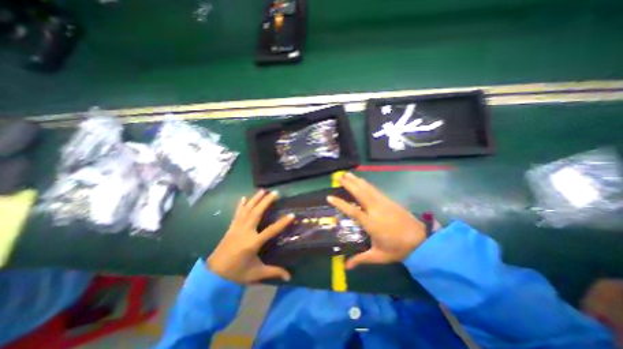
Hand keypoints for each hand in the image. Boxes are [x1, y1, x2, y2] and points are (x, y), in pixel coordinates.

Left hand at [207, 191, 294, 282]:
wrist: (212, 275)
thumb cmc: (236, 274)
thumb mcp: (256, 274)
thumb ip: (273, 272)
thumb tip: (289, 277)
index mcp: (252, 243)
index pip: (271, 230)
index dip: (282, 223)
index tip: (291, 214)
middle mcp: (245, 232)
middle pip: (257, 213)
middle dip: (266, 201)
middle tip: (275, 192)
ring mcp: (236, 228)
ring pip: (247, 210)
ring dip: (255, 199)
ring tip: (262, 190)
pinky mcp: (231, 227)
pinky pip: (237, 213)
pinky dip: (240, 205)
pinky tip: (243, 197)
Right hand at [328, 173, 425, 268]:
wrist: (421, 240)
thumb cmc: (398, 249)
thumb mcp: (378, 256)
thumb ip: (361, 259)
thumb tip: (346, 267)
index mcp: (371, 223)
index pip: (352, 211)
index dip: (340, 203)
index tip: (329, 197)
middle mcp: (375, 210)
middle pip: (360, 193)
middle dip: (349, 184)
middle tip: (339, 177)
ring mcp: (383, 203)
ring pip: (368, 189)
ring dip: (357, 181)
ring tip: (348, 174)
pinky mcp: (389, 201)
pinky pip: (375, 190)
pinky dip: (367, 184)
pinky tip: (363, 181)